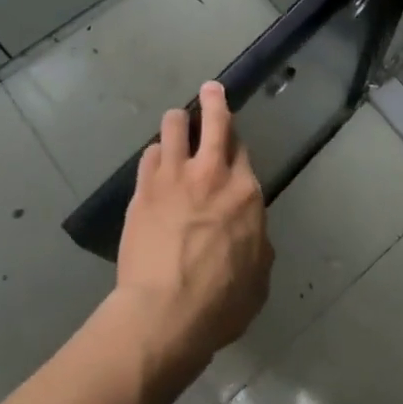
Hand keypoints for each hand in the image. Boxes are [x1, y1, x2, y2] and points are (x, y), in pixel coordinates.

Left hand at [113, 81, 271, 378]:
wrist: (163, 313)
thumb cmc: (220, 303)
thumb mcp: (258, 278)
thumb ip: (257, 244)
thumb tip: (250, 232)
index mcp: (245, 192)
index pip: (242, 150)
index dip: (236, 143)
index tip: (232, 142)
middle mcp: (212, 173)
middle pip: (215, 121)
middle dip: (213, 100)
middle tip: (210, 89)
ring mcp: (174, 177)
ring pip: (174, 127)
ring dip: (177, 122)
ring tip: (175, 122)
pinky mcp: (144, 189)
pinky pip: (149, 155)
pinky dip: (155, 155)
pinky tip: (155, 161)